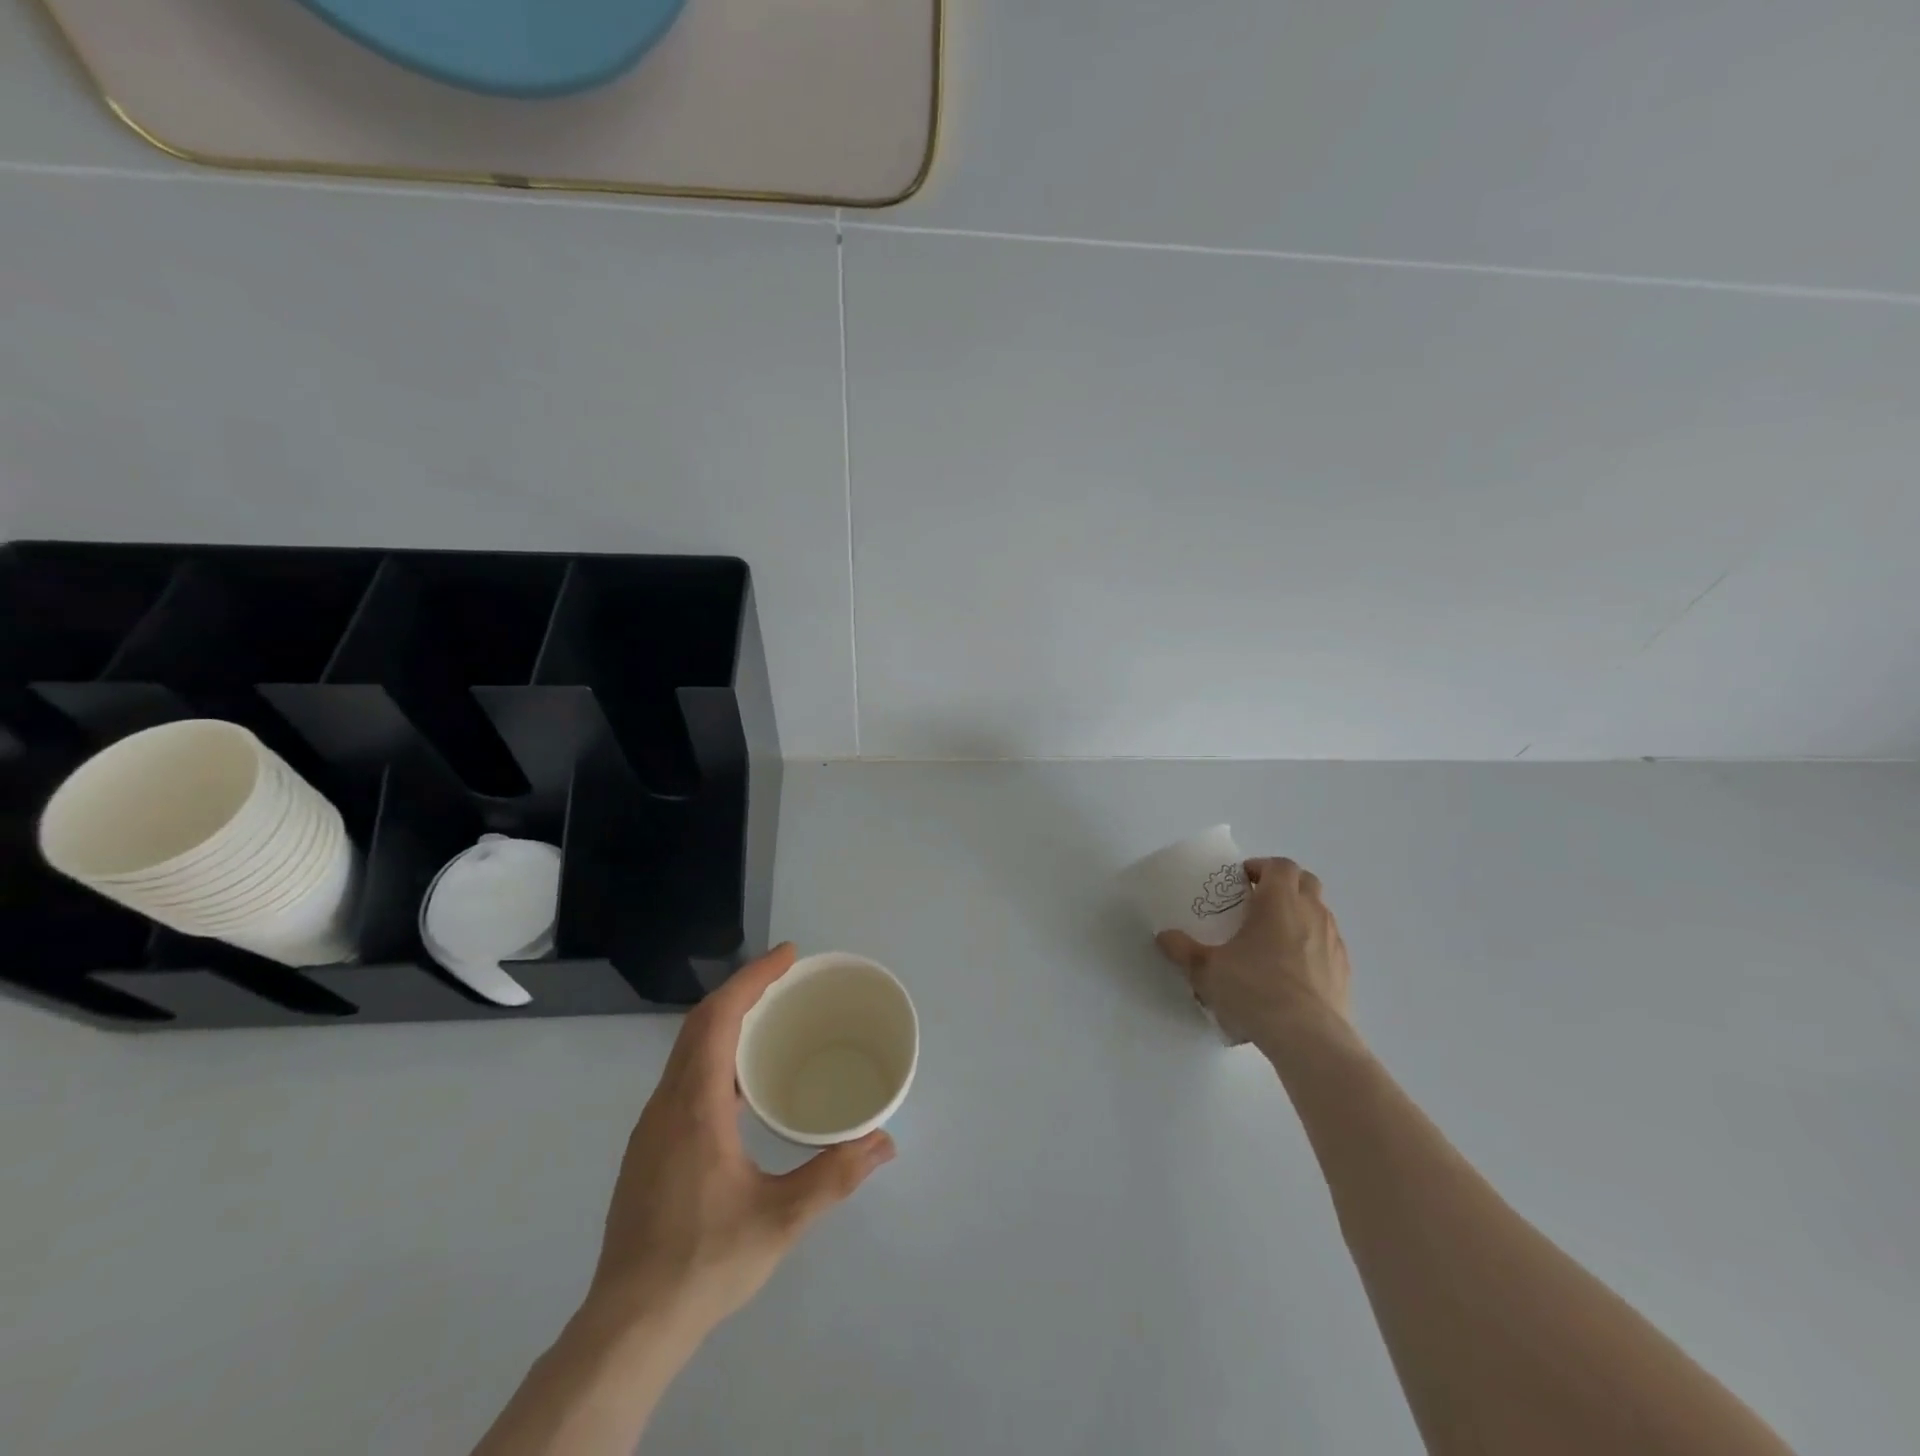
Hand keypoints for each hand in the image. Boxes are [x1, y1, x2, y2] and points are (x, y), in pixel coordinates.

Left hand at [582, 944, 895, 1339]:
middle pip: (699, 1024)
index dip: (753, 979)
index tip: (788, 956)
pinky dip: (714, 1054)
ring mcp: (651, 1128)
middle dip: (743, 990)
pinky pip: (683, 1077)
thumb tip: (885, 1141)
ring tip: (770, 1021)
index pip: (718, 1018)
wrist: (628, 1327)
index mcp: (695, 1106)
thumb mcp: (781, 1219)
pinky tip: (743, 1085)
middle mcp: (666, 1104)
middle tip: (786, 978)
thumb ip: (835, 1175)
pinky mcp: (648, 1150)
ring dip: (726, 1022)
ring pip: (686, 1051)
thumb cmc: (705, 1262)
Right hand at [1156, 857, 1353, 1052]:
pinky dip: (1312, 945)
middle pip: (1306, 881)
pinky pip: (1328, 944)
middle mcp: (1311, 913)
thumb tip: (1164, 937)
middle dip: (1283, 885)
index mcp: (1279, 902)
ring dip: (1299, 914)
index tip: (1242, 881)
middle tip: (1258, 902)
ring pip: (1320, 912)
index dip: (1261, 867)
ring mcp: (1333, 942)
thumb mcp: (1207, 971)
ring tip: (1273, 939)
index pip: (1280, 866)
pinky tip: (1292, 972)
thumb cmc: (1256, 990)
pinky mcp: (1344, 971)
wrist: (1310, 1038)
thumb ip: (1183, 950)